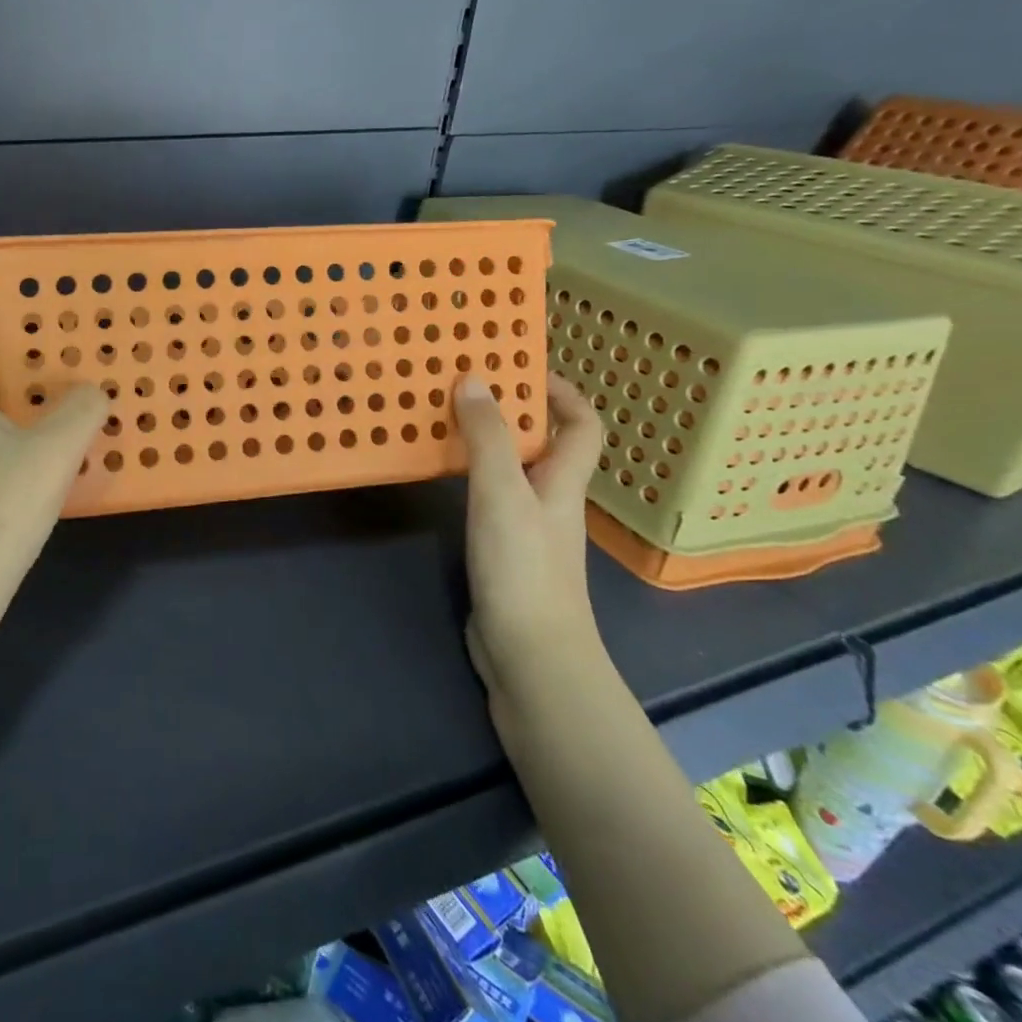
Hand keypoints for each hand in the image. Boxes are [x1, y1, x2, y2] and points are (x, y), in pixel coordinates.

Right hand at [452, 371, 605, 699]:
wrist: (530, 654)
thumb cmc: (523, 567)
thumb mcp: (502, 493)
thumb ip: (488, 438)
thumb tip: (473, 378)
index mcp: (562, 482)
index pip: (582, 426)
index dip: (562, 393)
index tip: (522, 367)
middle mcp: (550, 501)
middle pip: (544, 446)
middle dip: (513, 412)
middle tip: (465, 386)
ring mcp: (527, 530)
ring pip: (512, 472)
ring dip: (486, 443)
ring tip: (443, 420)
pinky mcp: (502, 553)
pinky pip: (488, 499)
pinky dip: (469, 479)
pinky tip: (439, 477)